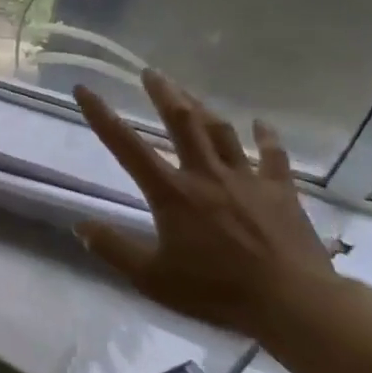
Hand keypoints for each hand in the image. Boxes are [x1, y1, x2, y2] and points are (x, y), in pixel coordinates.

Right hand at [73, 72, 338, 337]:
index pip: (126, 146)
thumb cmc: (215, 290)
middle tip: (150, 72)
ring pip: (220, 131)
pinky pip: (272, 155)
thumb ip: (113, 249)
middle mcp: (205, 174)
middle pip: (181, 122)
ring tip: (188, 92)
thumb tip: (80, 226)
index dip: (102, 116)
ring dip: (202, 107)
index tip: (85, 89)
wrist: (291, 301)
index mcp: (171, 193)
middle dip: (163, 93)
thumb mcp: (151, 278)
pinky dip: (265, 137)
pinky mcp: (280, 190)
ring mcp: (246, 179)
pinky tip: (261, 124)